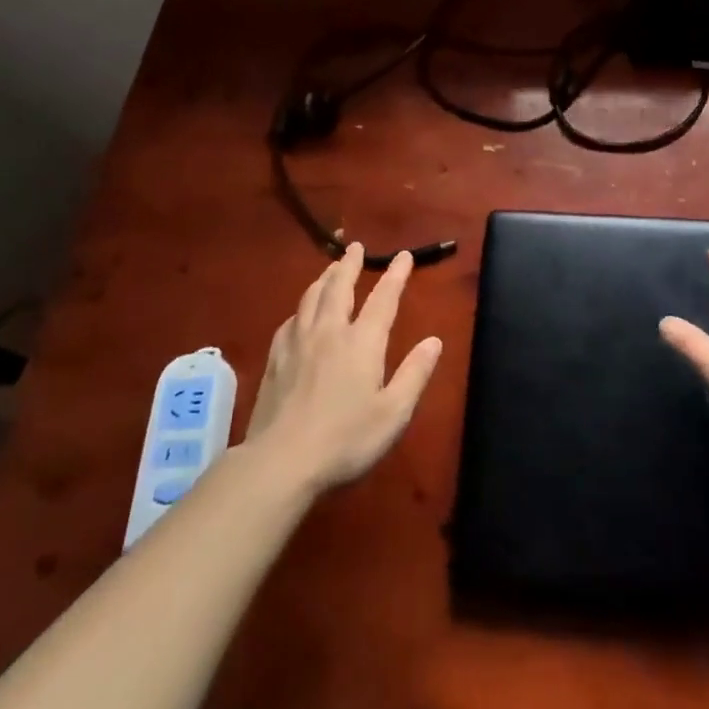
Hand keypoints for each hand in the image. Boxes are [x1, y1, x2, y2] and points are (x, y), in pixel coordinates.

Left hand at [243, 244, 442, 492]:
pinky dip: (300, 308)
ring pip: (311, 299)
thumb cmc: (345, 440)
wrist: (281, 462)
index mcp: (362, 342)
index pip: (383, 299)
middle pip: (339, 287)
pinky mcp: (275, 360)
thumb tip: (434, 341)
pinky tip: (299, 313)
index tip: (403, 255)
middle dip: (350, 265)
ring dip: (324, 278)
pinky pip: (289, 321)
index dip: (395, 275)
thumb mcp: (393, 413)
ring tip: (330, 268)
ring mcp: (297, 344)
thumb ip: (414, 374)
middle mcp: (329, 332)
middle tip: (355, 246)